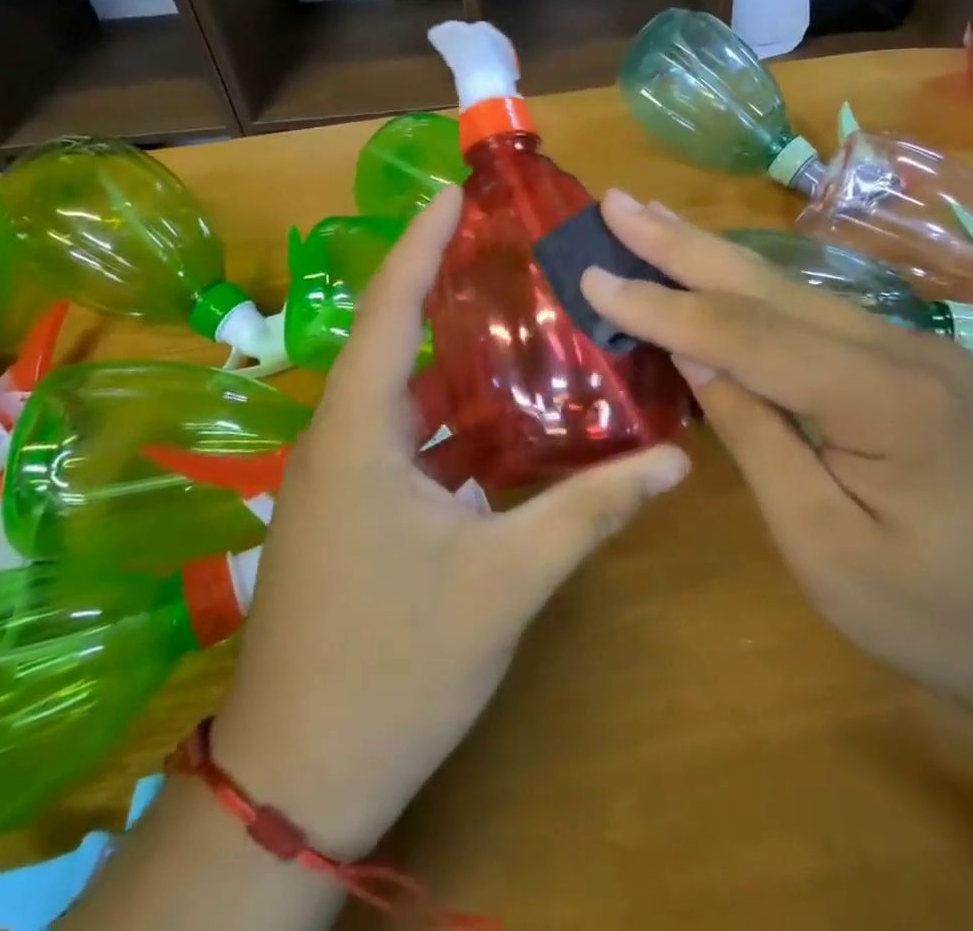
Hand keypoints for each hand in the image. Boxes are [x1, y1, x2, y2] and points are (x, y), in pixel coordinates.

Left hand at [211, 187, 691, 857]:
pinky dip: (446, 414)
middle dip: (444, 288)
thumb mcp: (504, 582)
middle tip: (509, 251)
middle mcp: (338, 440)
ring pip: (398, 393)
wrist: (300, 779)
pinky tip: (499, 416)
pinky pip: (399, 437)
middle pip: (393, 340)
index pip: (389, 310)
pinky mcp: (347, 512)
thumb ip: (588, 511)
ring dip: (450, 357)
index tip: (451, 193)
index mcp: (358, 434)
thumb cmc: (394, 665)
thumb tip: (673, 460)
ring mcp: (337, 478)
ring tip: (516, 317)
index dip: (419, 244)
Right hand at [580, 190, 972, 708]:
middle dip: (682, 245)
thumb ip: (756, 435)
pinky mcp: (904, 356)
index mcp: (886, 400)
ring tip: (648, 220)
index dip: (665, 306)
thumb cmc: (930, 609)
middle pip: (769, 287)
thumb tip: (692, 352)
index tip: (595, 279)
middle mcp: (902, 349)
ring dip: (710, 254)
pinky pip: (811, 310)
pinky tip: (712, 268)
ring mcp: (910, 345)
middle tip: (617, 203)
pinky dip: (747, 287)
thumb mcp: (822, 543)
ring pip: (790, 287)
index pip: (750, 336)